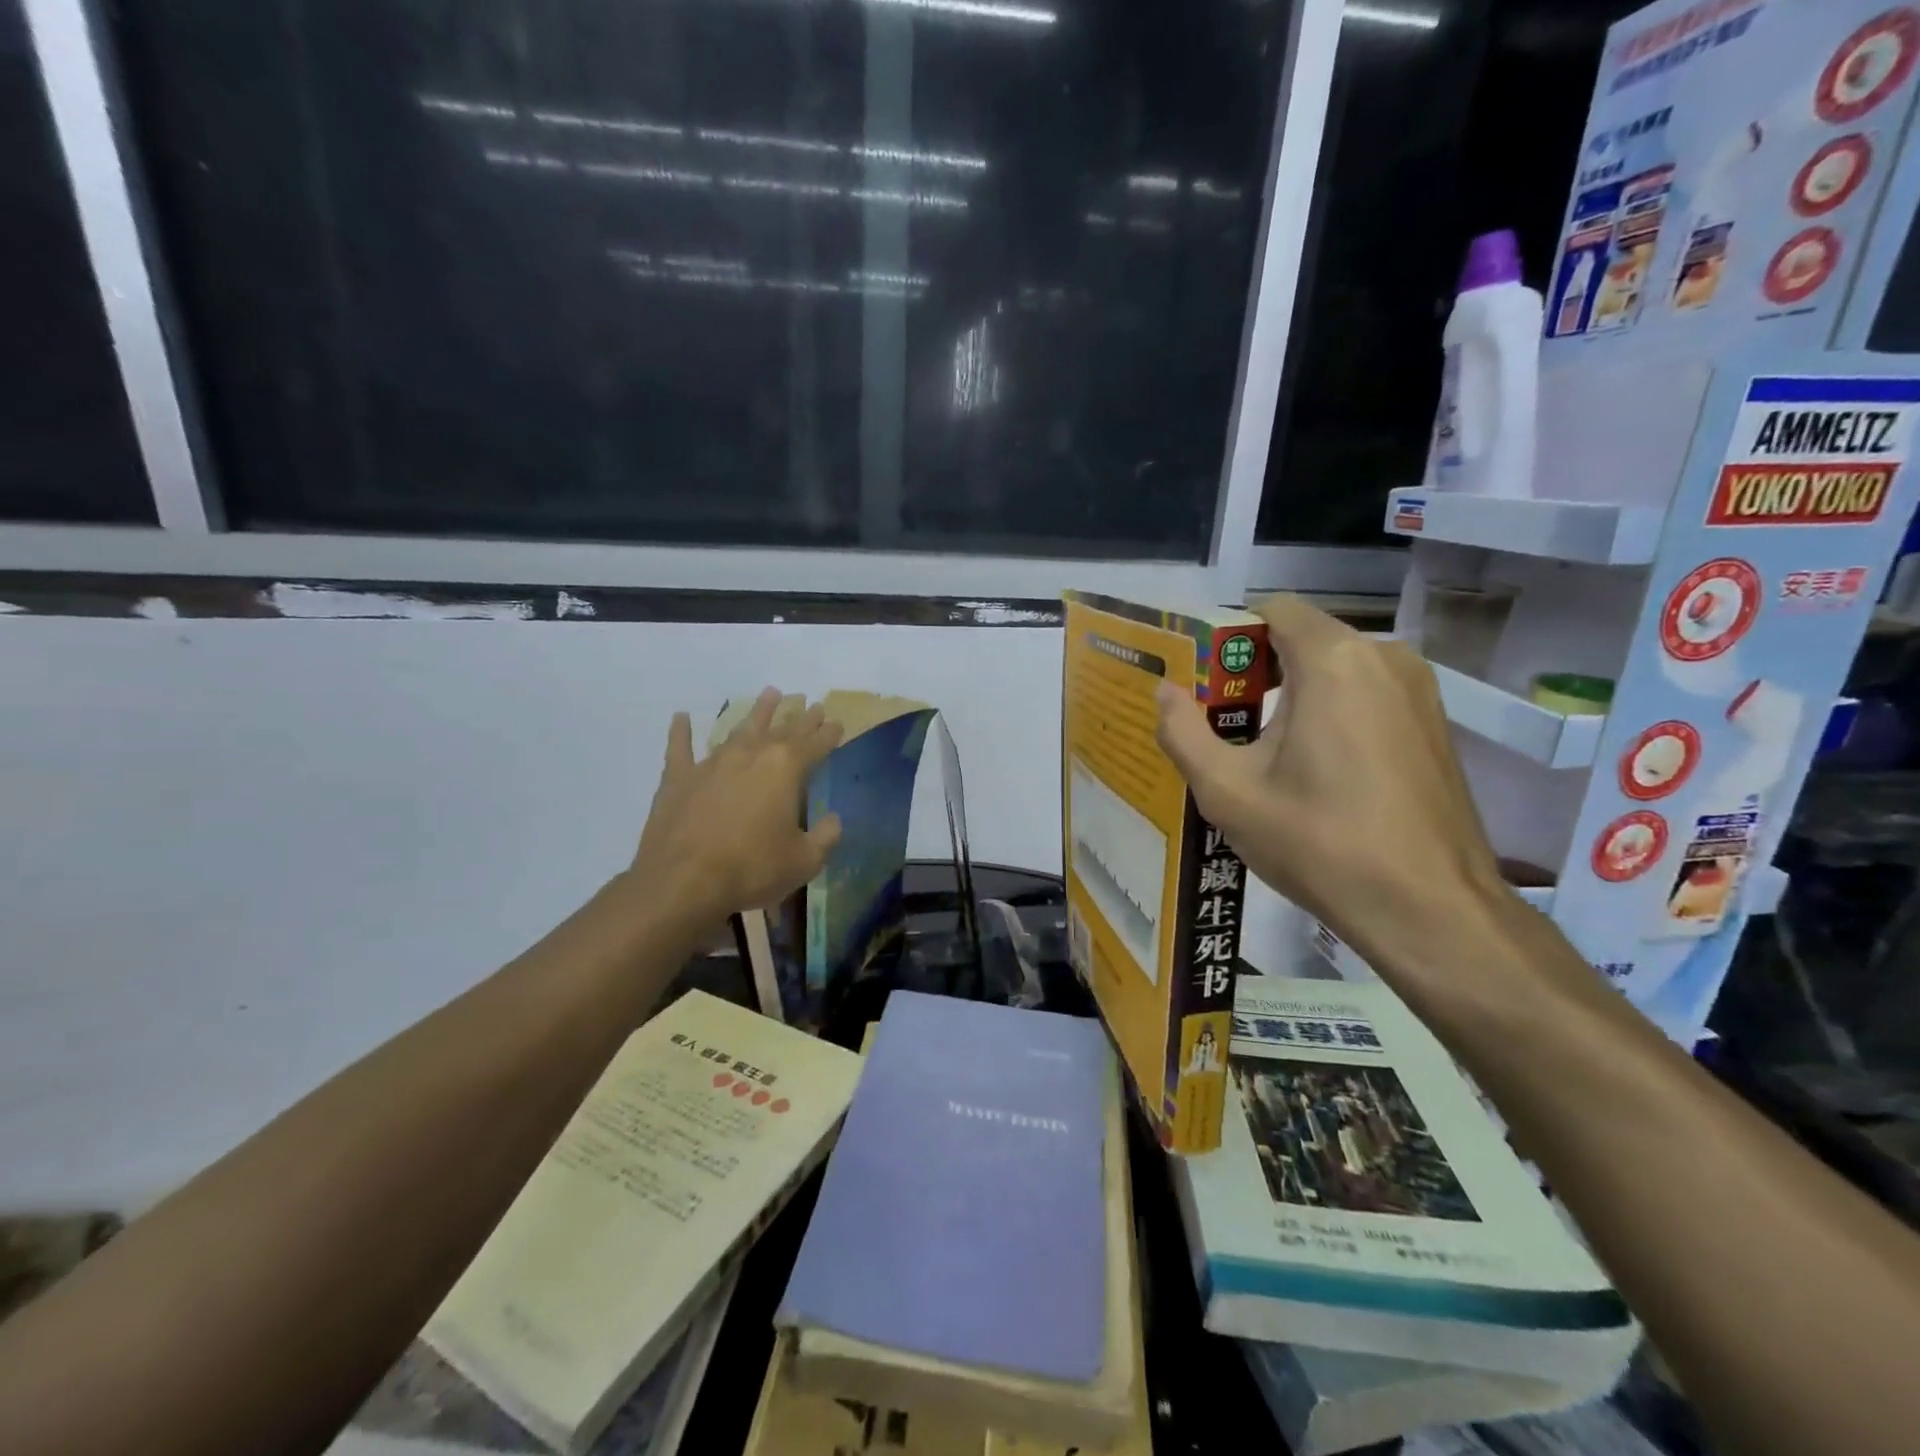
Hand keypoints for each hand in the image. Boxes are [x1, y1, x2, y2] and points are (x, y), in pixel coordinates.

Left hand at [628, 688, 843, 929]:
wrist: (682, 883)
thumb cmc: (752, 869)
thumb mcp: (804, 861)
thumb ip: (825, 837)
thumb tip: (833, 820)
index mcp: (785, 768)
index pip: (815, 743)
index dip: (829, 733)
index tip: (837, 722)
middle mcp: (750, 755)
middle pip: (782, 730)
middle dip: (800, 718)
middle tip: (812, 705)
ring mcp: (711, 763)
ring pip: (739, 728)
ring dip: (757, 712)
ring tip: (771, 694)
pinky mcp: (678, 779)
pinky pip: (680, 747)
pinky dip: (681, 731)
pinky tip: (681, 716)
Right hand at [1154, 595, 1508, 976]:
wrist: (1429, 908)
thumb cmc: (1319, 841)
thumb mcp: (1228, 791)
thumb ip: (1183, 732)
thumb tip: (1164, 692)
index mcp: (1333, 660)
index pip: (1274, 608)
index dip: (1231, 636)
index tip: (1205, 682)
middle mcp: (1384, 657)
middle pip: (1304, 638)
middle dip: (1258, 670)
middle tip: (1222, 723)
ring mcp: (1418, 691)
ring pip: (1337, 669)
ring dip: (1295, 695)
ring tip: (1263, 752)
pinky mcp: (1434, 724)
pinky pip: (1368, 695)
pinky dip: (1332, 713)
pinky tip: (1315, 771)